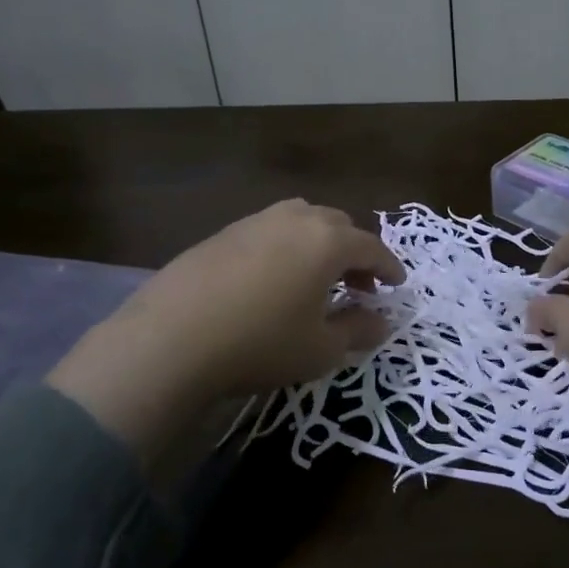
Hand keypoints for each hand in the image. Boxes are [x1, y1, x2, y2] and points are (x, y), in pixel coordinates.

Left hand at [50, 200, 403, 461]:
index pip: (371, 247)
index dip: (389, 267)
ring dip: (320, 244)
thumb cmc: (260, 343)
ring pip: (302, 221)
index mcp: (327, 241)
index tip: (397, 285)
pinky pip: (270, 231)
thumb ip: (359, 330)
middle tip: (360, 285)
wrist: (170, 339)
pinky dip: (287, 247)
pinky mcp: (222, 233)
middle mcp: (295, 219)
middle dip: (356, 253)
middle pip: (338, 226)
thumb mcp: (320, 348)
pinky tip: (274, 279)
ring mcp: (255, 221)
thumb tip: (382, 321)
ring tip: (318, 277)